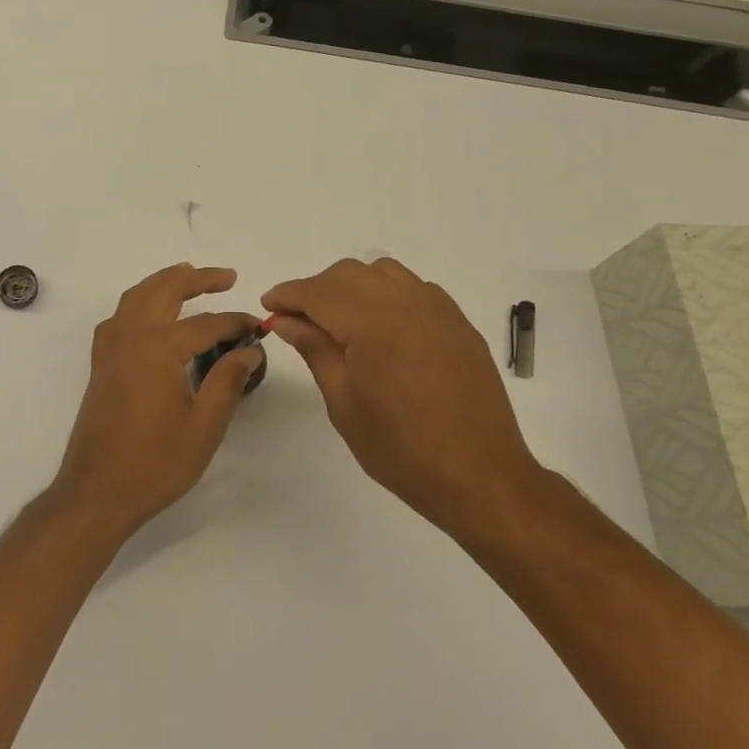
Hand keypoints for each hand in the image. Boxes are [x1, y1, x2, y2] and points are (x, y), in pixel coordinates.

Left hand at [52, 265, 262, 533]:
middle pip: (164, 290)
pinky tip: (150, 315)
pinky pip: (119, 316)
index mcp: (159, 348)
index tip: (257, 326)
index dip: (235, 323)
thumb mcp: (204, 426)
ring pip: (136, 296)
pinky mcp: (101, 363)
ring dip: (164, 282)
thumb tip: (249, 350)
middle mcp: (131, 336)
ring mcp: (110, 348)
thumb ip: (227, 381)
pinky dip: (138, 302)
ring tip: (189, 277)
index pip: (206, 324)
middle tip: (227, 277)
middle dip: (197, 279)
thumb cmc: (155, 463)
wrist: (97, 491)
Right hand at [262, 258, 542, 537]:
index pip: (318, 292)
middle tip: (297, 319)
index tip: (269, 306)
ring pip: (382, 272)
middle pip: (348, 273)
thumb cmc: (401, 449)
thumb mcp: (344, 403)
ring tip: (339, 320)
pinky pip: (414, 287)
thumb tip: (287, 319)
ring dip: (351, 285)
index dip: (288, 295)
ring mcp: (438, 309)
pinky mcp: (458, 322)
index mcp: (373, 324)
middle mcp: (406, 303)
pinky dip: (386, 293)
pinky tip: (381, 326)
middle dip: (316, 289)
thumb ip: (315, 350)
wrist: (480, 476)